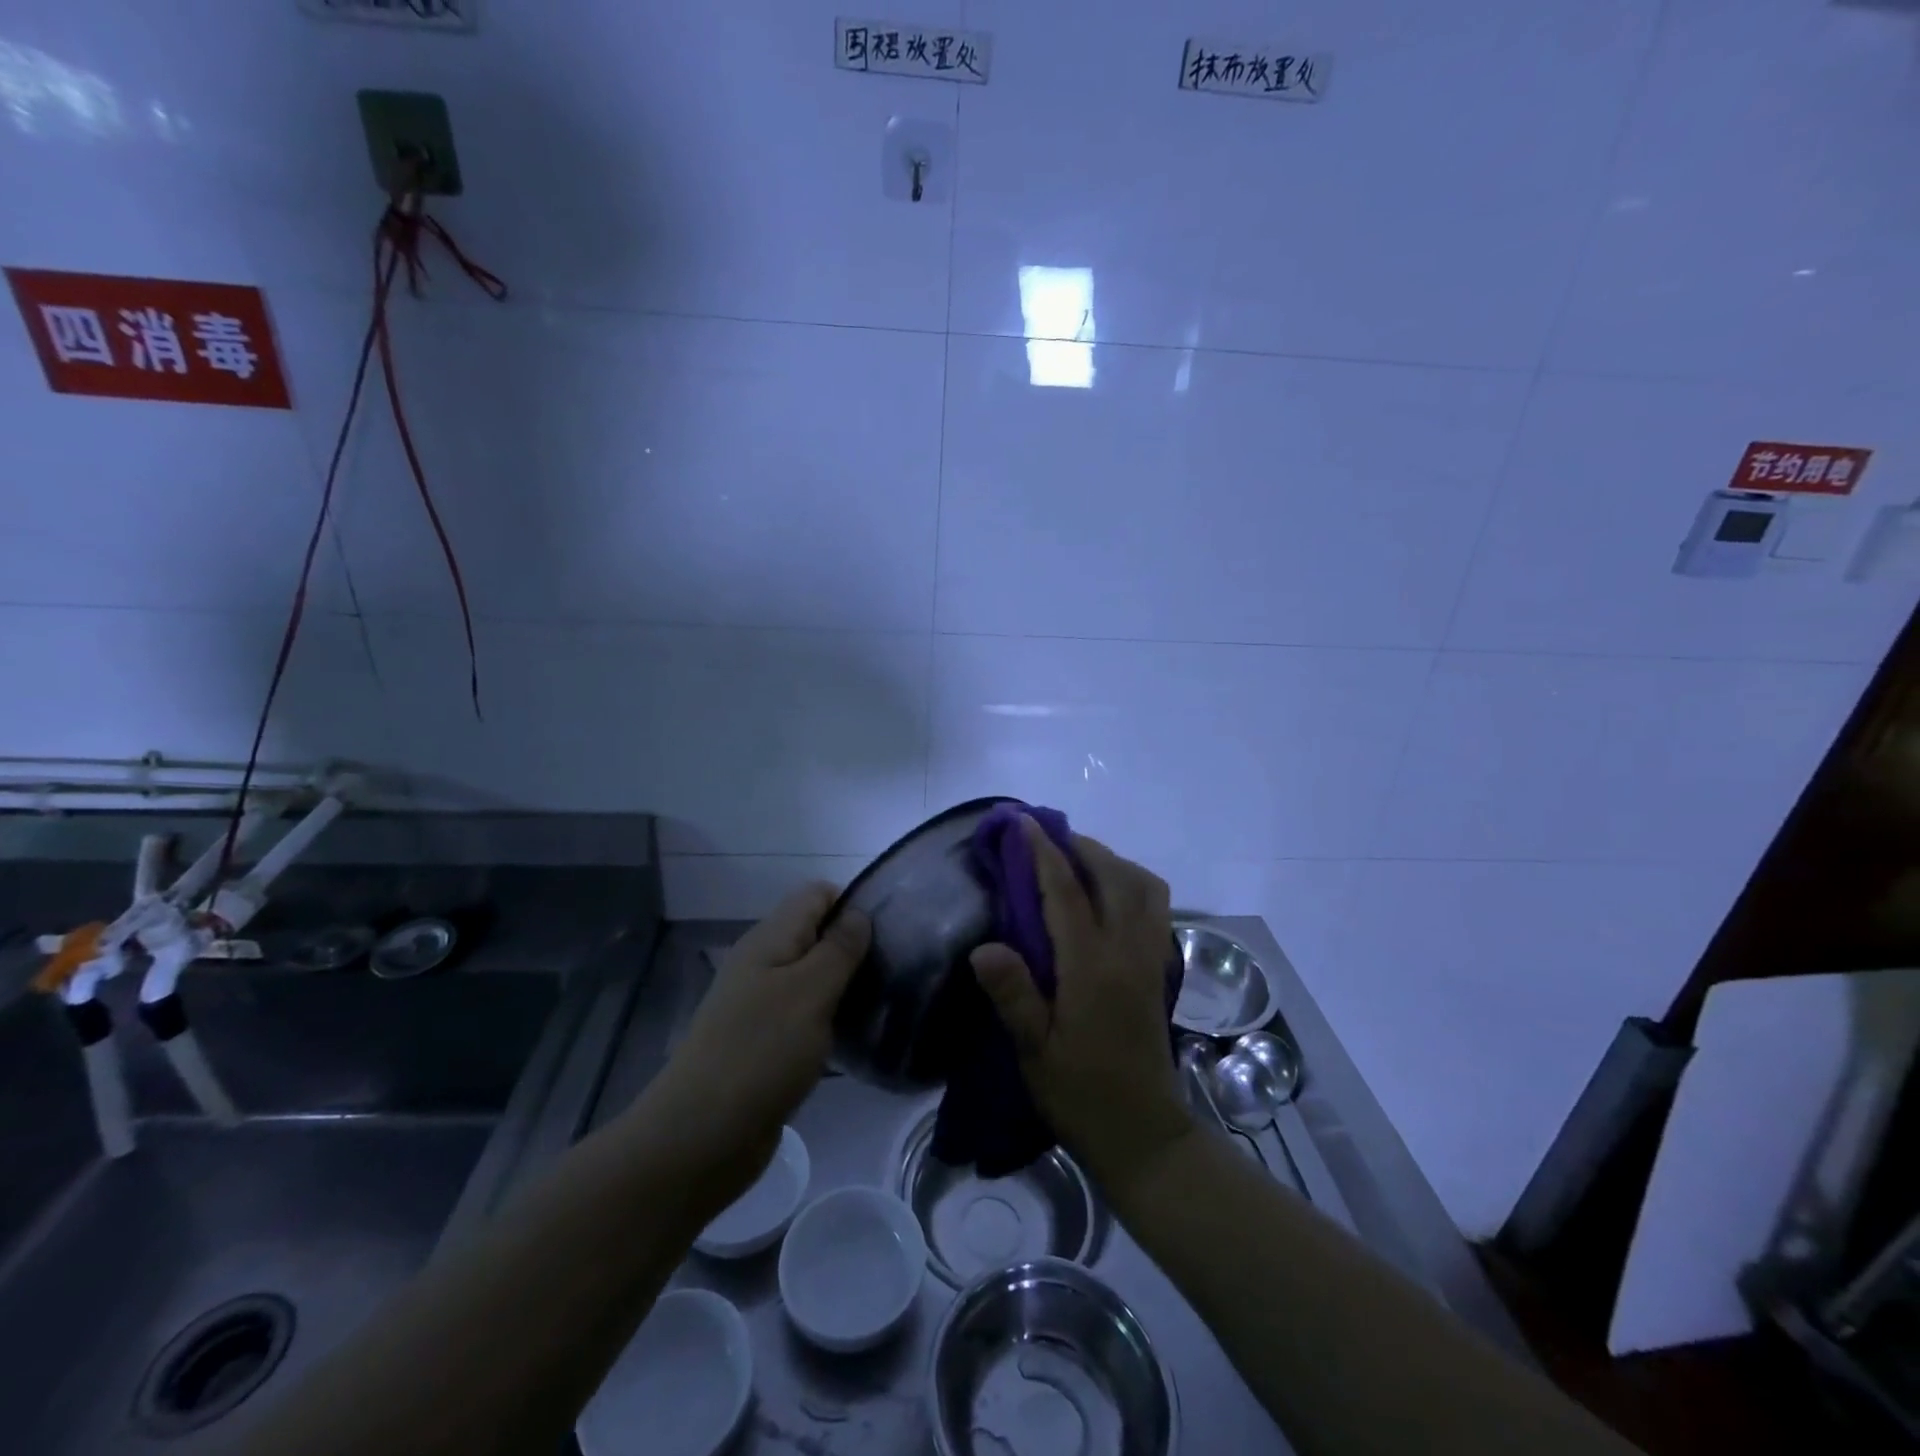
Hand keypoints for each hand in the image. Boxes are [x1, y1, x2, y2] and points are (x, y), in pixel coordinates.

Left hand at [641, 884, 869, 1207]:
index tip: (890, 932)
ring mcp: (760, 1004)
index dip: (853, 903)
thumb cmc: (761, 1053)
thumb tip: (859, 913)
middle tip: (894, 970)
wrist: (700, 1138)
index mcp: (769, 939)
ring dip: (844, 984)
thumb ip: (838, 949)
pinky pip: (804, 1013)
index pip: (816, 894)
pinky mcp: (764, 1042)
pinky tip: (853, 1036)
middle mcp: (762, 963)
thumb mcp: (810, 992)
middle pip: (815, 933)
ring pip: (812, 975)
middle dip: (854, 945)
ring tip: (883, 1001)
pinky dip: (829, 1017)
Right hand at [969, 820, 1194, 1196]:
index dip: (1042, 852)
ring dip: (1112, 861)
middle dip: (1081, 846)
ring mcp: (1150, 958)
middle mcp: (1127, 951)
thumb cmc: (1081, 1095)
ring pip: (1143, 887)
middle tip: (1048, 835)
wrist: (1144, 1134)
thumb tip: (984, 945)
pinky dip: (1133, 884)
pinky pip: (1155, 908)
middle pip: (1114, 876)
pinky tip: (1109, 896)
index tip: (1023, 822)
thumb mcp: (1034, 1052)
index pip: (1065, 892)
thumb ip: (1013, 995)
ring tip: (1079, 859)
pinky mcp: (1159, 970)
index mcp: (1091, 967)